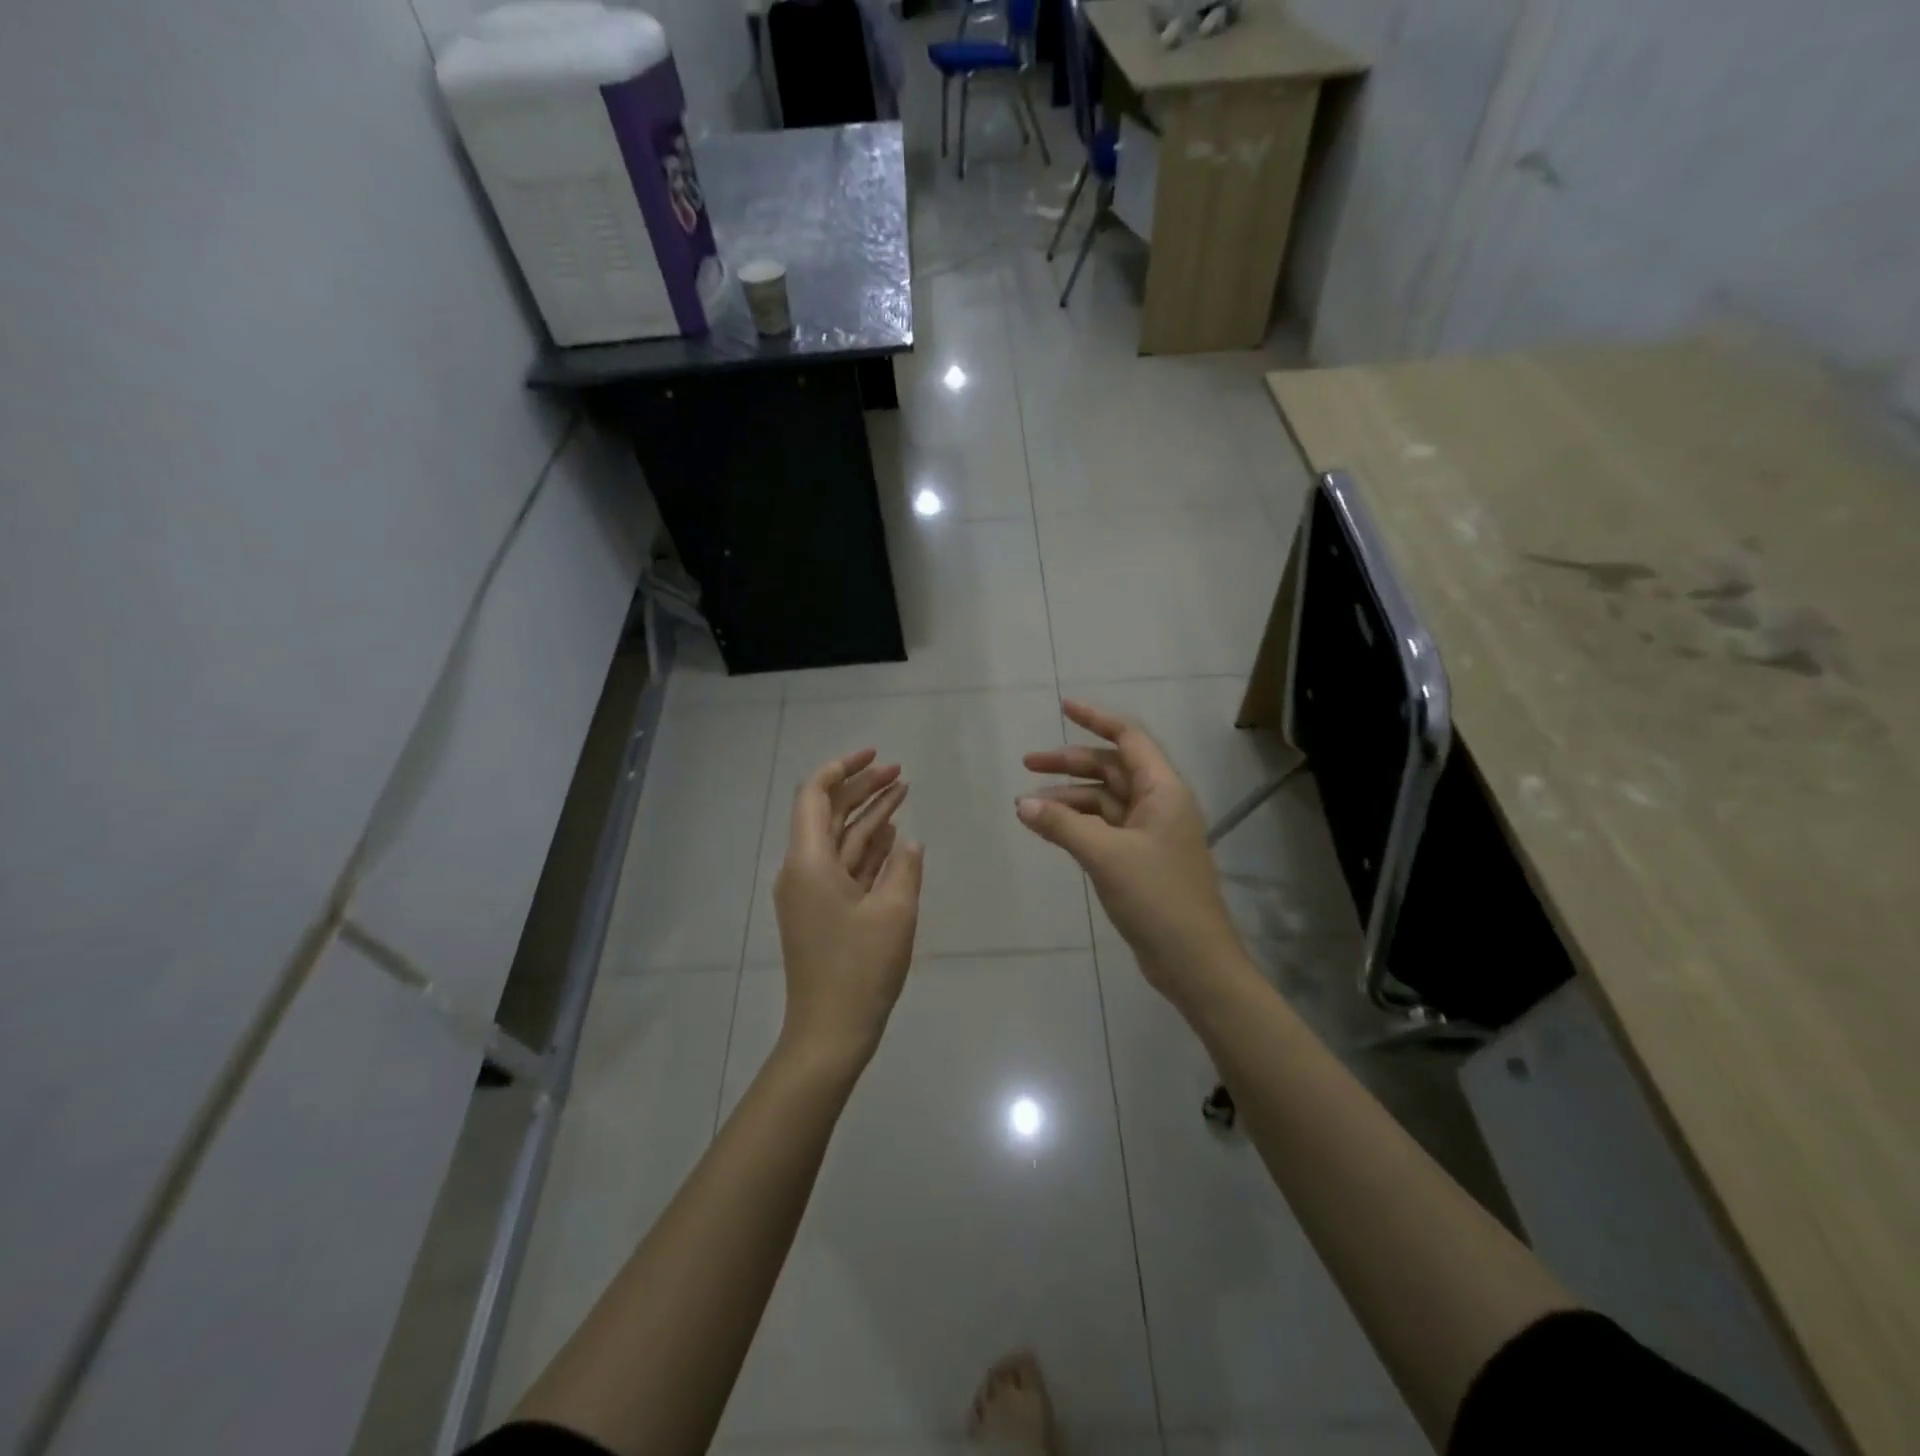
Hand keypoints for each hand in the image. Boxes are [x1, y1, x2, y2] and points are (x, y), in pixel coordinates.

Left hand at [773, 749, 924, 1076]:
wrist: (830, 1033)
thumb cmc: (860, 969)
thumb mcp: (894, 912)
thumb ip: (904, 868)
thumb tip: (910, 842)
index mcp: (809, 862)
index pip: (815, 796)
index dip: (842, 769)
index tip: (874, 756)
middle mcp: (803, 870)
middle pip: (829, 814)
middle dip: (862, 788)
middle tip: (900, 772)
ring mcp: (812, 892)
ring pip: (840, 840)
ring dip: (869, 816)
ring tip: (903, 791)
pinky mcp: (823, 912)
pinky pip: (845, 866)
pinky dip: (868, 848)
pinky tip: (894, 835)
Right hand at [1018, 701, 1246, 1009]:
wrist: (1194, 961)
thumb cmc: (1157, 897)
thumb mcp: (1105, 855)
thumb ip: (1062, 825)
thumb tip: (1022, 803)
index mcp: (1163, 790)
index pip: (1128, 739)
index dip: (1096, 719)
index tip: (1063, 708)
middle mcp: (1159, 804)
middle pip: (1111, 769)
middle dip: (1071, 764)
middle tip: (1028, 765)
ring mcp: (1151, 833)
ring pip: (1105, 801)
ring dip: (1069, 799)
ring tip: (1028, 806)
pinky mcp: (1141, 860)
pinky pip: (1104, 828)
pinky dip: (1077, 824)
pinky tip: (1049, 829)